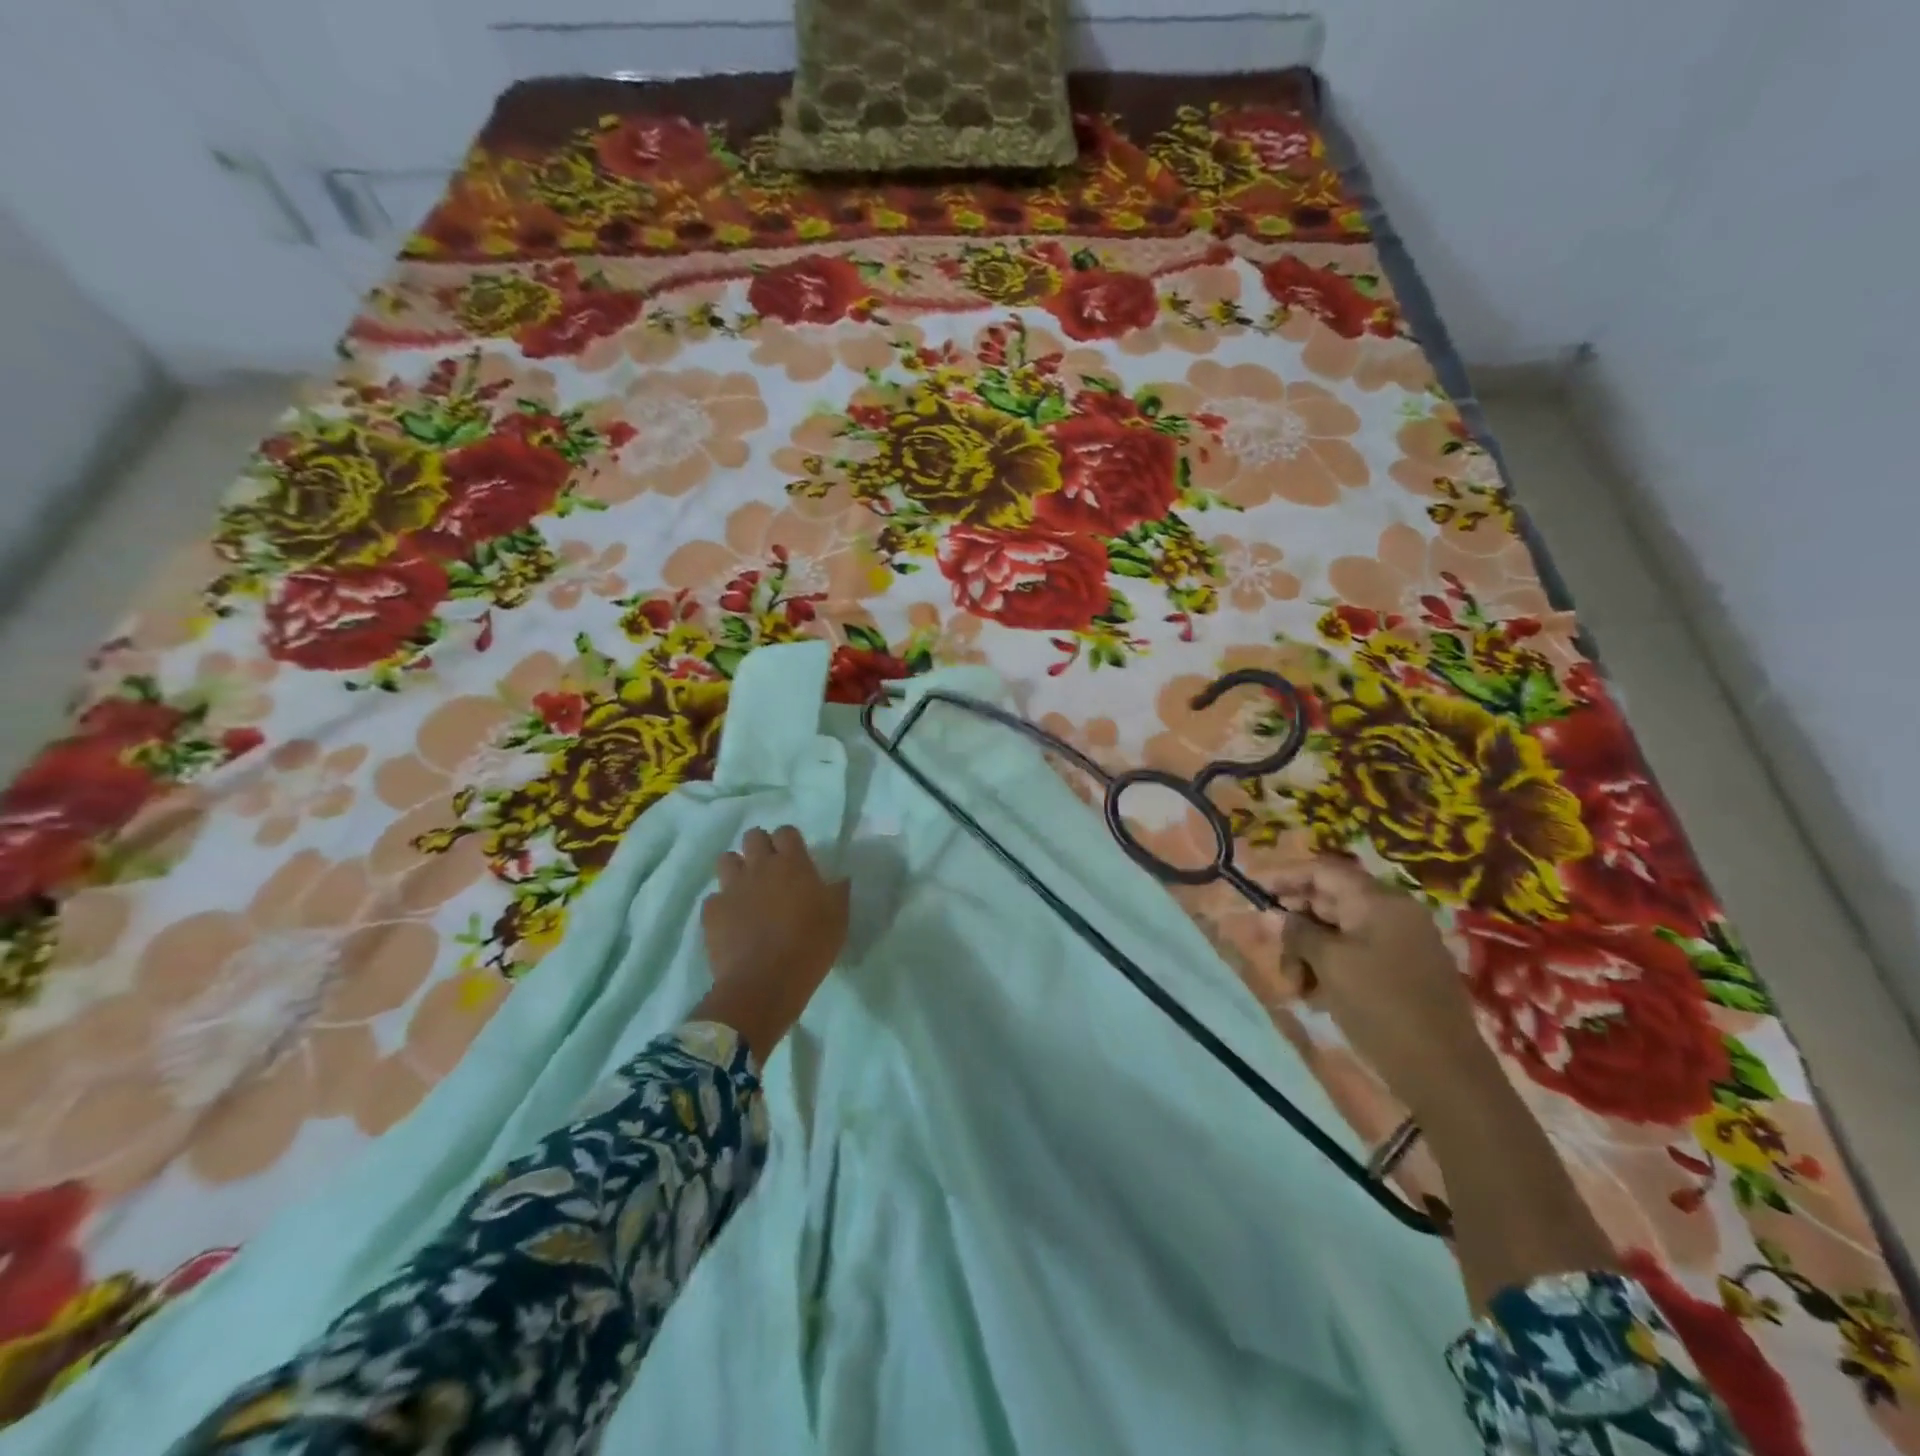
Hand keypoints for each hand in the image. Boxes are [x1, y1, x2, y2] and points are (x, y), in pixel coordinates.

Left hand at [695, 826, 849, 1059]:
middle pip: (753, 836)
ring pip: (726, 859)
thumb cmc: (810, 946)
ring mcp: (732, 887)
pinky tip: (732, 921)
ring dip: (737, 869)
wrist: (765, 982)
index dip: (789, 842)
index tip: (795, 858)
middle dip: (760, 847)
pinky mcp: (712, 911)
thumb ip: (837, 892)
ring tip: (746, 889)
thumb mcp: (839, 918)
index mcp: (792, 864)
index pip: (786, 832)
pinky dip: (722, 905)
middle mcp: (759, 867)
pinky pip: (714, 897)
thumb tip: (840, 879)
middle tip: (770, 870)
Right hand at [1272, 855, 1496, 1119]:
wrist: (1446, 1075)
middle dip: (1295, 926)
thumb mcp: (1330, 965)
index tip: (1253, 891)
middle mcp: (1393, 914)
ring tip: (1295, 988)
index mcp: (1380, 901)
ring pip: (1337, 933)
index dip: (1285, 877)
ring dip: (1308, 954)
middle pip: (1328, 901)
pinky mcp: (1403, 973)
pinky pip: (1355, 956)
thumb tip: (1272, 914)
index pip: (1323, 871)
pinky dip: (1329, 969)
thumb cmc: (1382, 1007)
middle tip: (1271, 952)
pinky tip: (1316, 998)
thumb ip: (1298, 933)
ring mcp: (1401, 944)